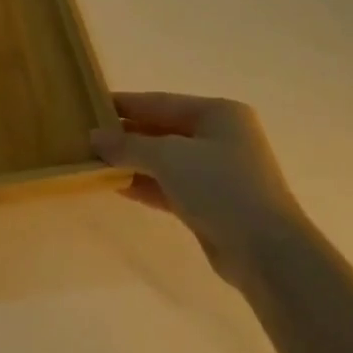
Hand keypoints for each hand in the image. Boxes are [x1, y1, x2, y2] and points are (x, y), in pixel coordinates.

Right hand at [91, 92, 303, 284]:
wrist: (265, 250)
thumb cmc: (220, 186)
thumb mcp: (170, 157)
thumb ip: (129, 145)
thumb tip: (94, 137)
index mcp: (218, 113)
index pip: (161, 102)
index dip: (125, 104)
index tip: (91, 105)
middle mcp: (220, 137)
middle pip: (163, 129)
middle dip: (127, 135)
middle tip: (87, 137)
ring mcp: (217, 172)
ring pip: (165, 160)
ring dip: (132, 162)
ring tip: (93, 161)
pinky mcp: (211, 203)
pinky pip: (170, 186)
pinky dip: (145, 184)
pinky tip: (115, 185)